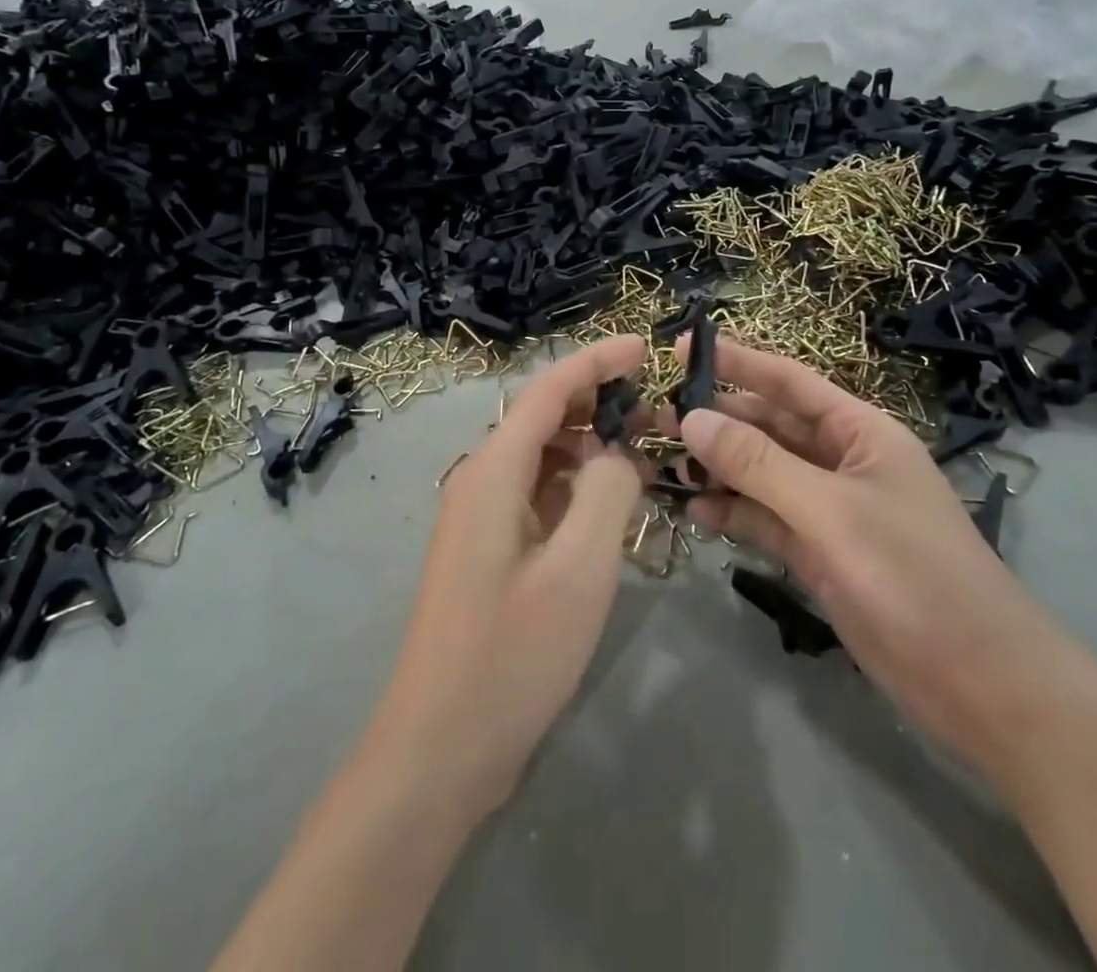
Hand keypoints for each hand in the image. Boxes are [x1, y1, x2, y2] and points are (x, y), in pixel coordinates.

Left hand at [361, 335, 650, 818]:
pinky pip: (537, 495)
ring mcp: (481, 518)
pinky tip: (611, 502)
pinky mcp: (490, 551)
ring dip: (589, 446)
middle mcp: (480, 481)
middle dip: (598, 403)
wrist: (438, 749)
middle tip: (657, 409)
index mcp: (493, 472)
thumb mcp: (580, 568)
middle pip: (542, 418)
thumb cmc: (512, 655)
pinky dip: (575, 486)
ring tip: (645, 451)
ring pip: (541, 458)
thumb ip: (607, 491)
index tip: (643, 347)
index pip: (547, 391)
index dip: (595, 362)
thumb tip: (618, 452)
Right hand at [674, 338, 1059, 757]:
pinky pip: (765, 520)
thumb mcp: (830, 511)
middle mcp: (842, 462)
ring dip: (718, 469)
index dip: (738, 362)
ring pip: (762, 475)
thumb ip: (758, 464)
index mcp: (860, 432)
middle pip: (770, 427)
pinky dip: (733, 513)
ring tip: (663, 463)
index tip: (684, 349)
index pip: (789, 382)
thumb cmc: (913, 576)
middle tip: (656, 415)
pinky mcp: (819, 555)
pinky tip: (696, 513)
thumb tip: (691, 418)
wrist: (980, 684)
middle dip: (718, 420)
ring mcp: (829, 511)